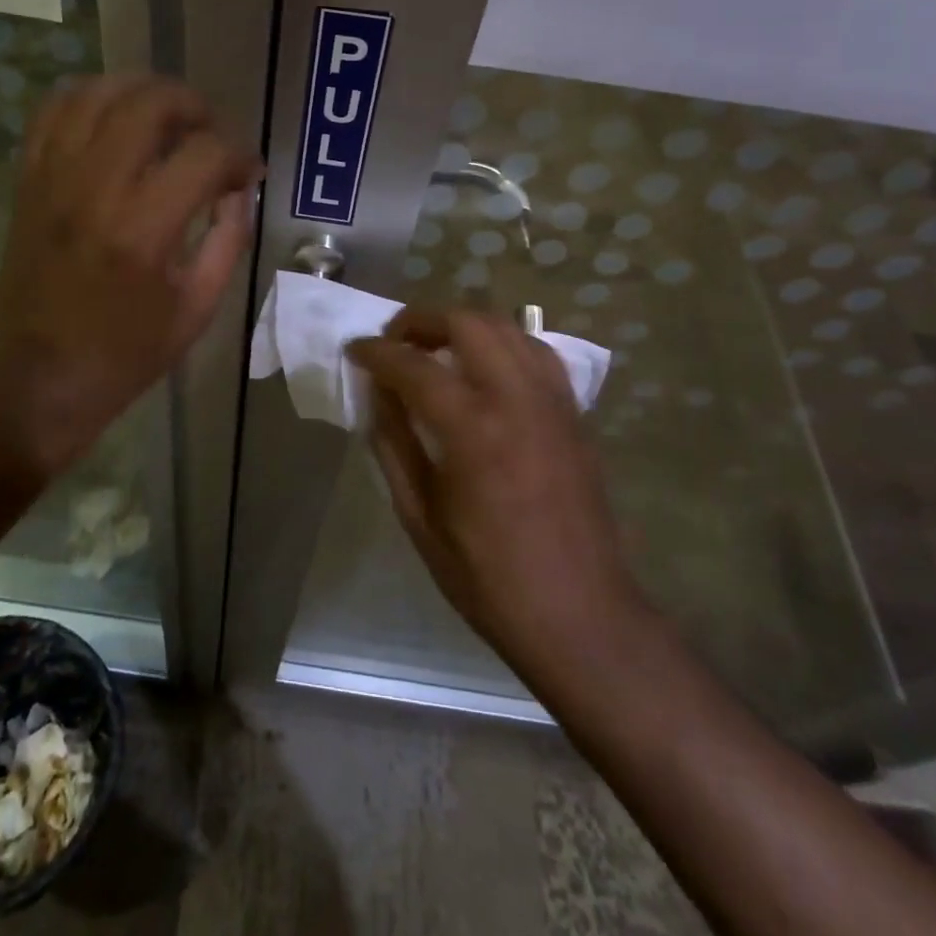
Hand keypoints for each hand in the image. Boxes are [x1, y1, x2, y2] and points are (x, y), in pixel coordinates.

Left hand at [0, 76, 260, 475]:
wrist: (42, 378)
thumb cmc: (127, 353)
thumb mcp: (198, 308)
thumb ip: (228, 240)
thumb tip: (239, 190)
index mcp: (144, 230)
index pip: (205, 154)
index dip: (238, 154)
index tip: (247, 171)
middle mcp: (95, 189)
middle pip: (150, 104)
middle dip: (194, 106)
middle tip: (210, 132)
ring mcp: (53, 179)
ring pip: (97, 93)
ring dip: (141, 91)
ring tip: (165, 116)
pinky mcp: (28, 182)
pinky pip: (52, 112)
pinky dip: (87, 99)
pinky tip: (112, 116)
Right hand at [348, 307, 645, 682]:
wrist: (580, 615)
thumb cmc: (488, 578)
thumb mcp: (420, 517)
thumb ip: (394, 445)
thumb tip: (378, 395)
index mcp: (473, 430)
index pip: (413, 365)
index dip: (377, 352)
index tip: (355, 349)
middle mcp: (517, 399)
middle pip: (467, 322)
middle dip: (422, 320)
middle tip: (394, 341)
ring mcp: (553, 402)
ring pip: (508, 327)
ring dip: (464, 324)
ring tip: (436, 348)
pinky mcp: (574, 414)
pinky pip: (537, 353)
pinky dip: (503, 344)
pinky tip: (485, 369)